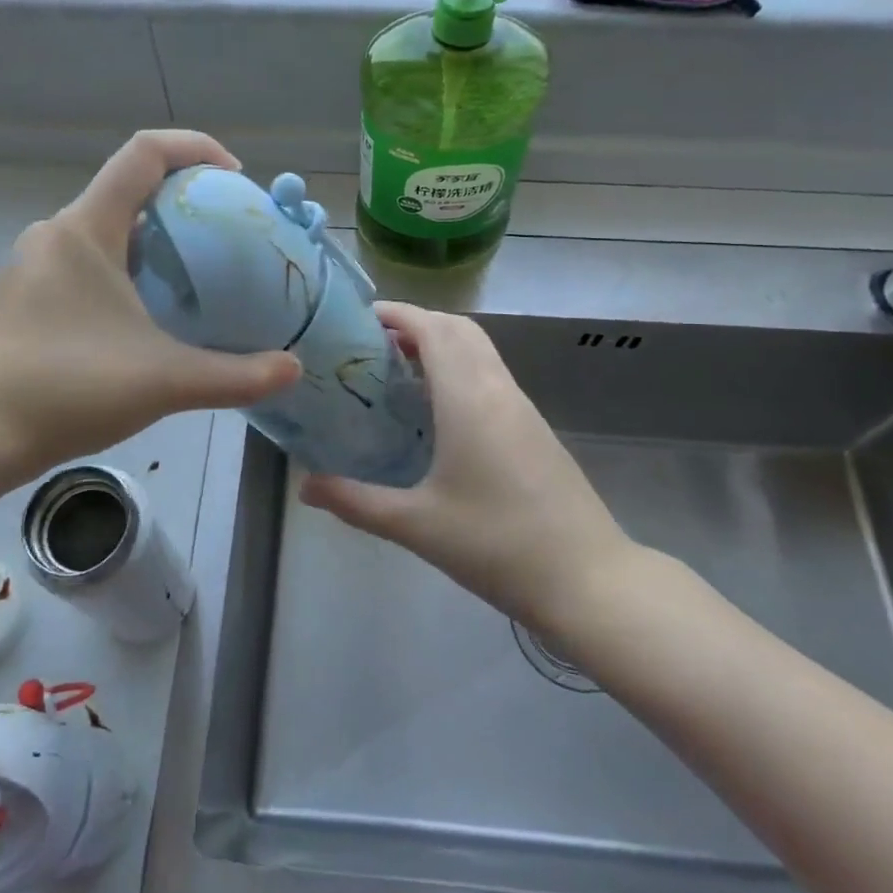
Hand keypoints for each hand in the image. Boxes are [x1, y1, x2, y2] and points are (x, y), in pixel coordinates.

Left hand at [0, 131, 301, 484]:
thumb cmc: (65, 390)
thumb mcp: (164, 381)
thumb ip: (236, 375)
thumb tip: (292, 369)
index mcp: (86, 229)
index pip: (144, 152)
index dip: (196, 148)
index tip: (236, 178)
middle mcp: (57, 233)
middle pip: (130, 189)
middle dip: (185, 201)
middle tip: (230, 236)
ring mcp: (35, 266)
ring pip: (109, 230)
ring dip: (157, 240)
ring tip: (200, 276)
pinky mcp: (26, 298)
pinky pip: (89, 261)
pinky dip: (129, 268)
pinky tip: (150, 316)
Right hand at [300, 303, 636, 631]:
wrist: (587, 579)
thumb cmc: (496, 545)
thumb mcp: (416, 525)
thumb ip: (355, 501)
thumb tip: (305, 485)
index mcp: (469, 398)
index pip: (432, 329)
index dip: (396, 314)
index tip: (357, 318)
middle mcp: (497, 389)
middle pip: (458, 329)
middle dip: (415, 323)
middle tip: (372, 345)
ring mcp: (522, 407)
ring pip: (479, 350)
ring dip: (441, 344)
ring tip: (398, 370)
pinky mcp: (534, 427)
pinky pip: (491, 375)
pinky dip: (460, 368)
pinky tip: (438, 409)